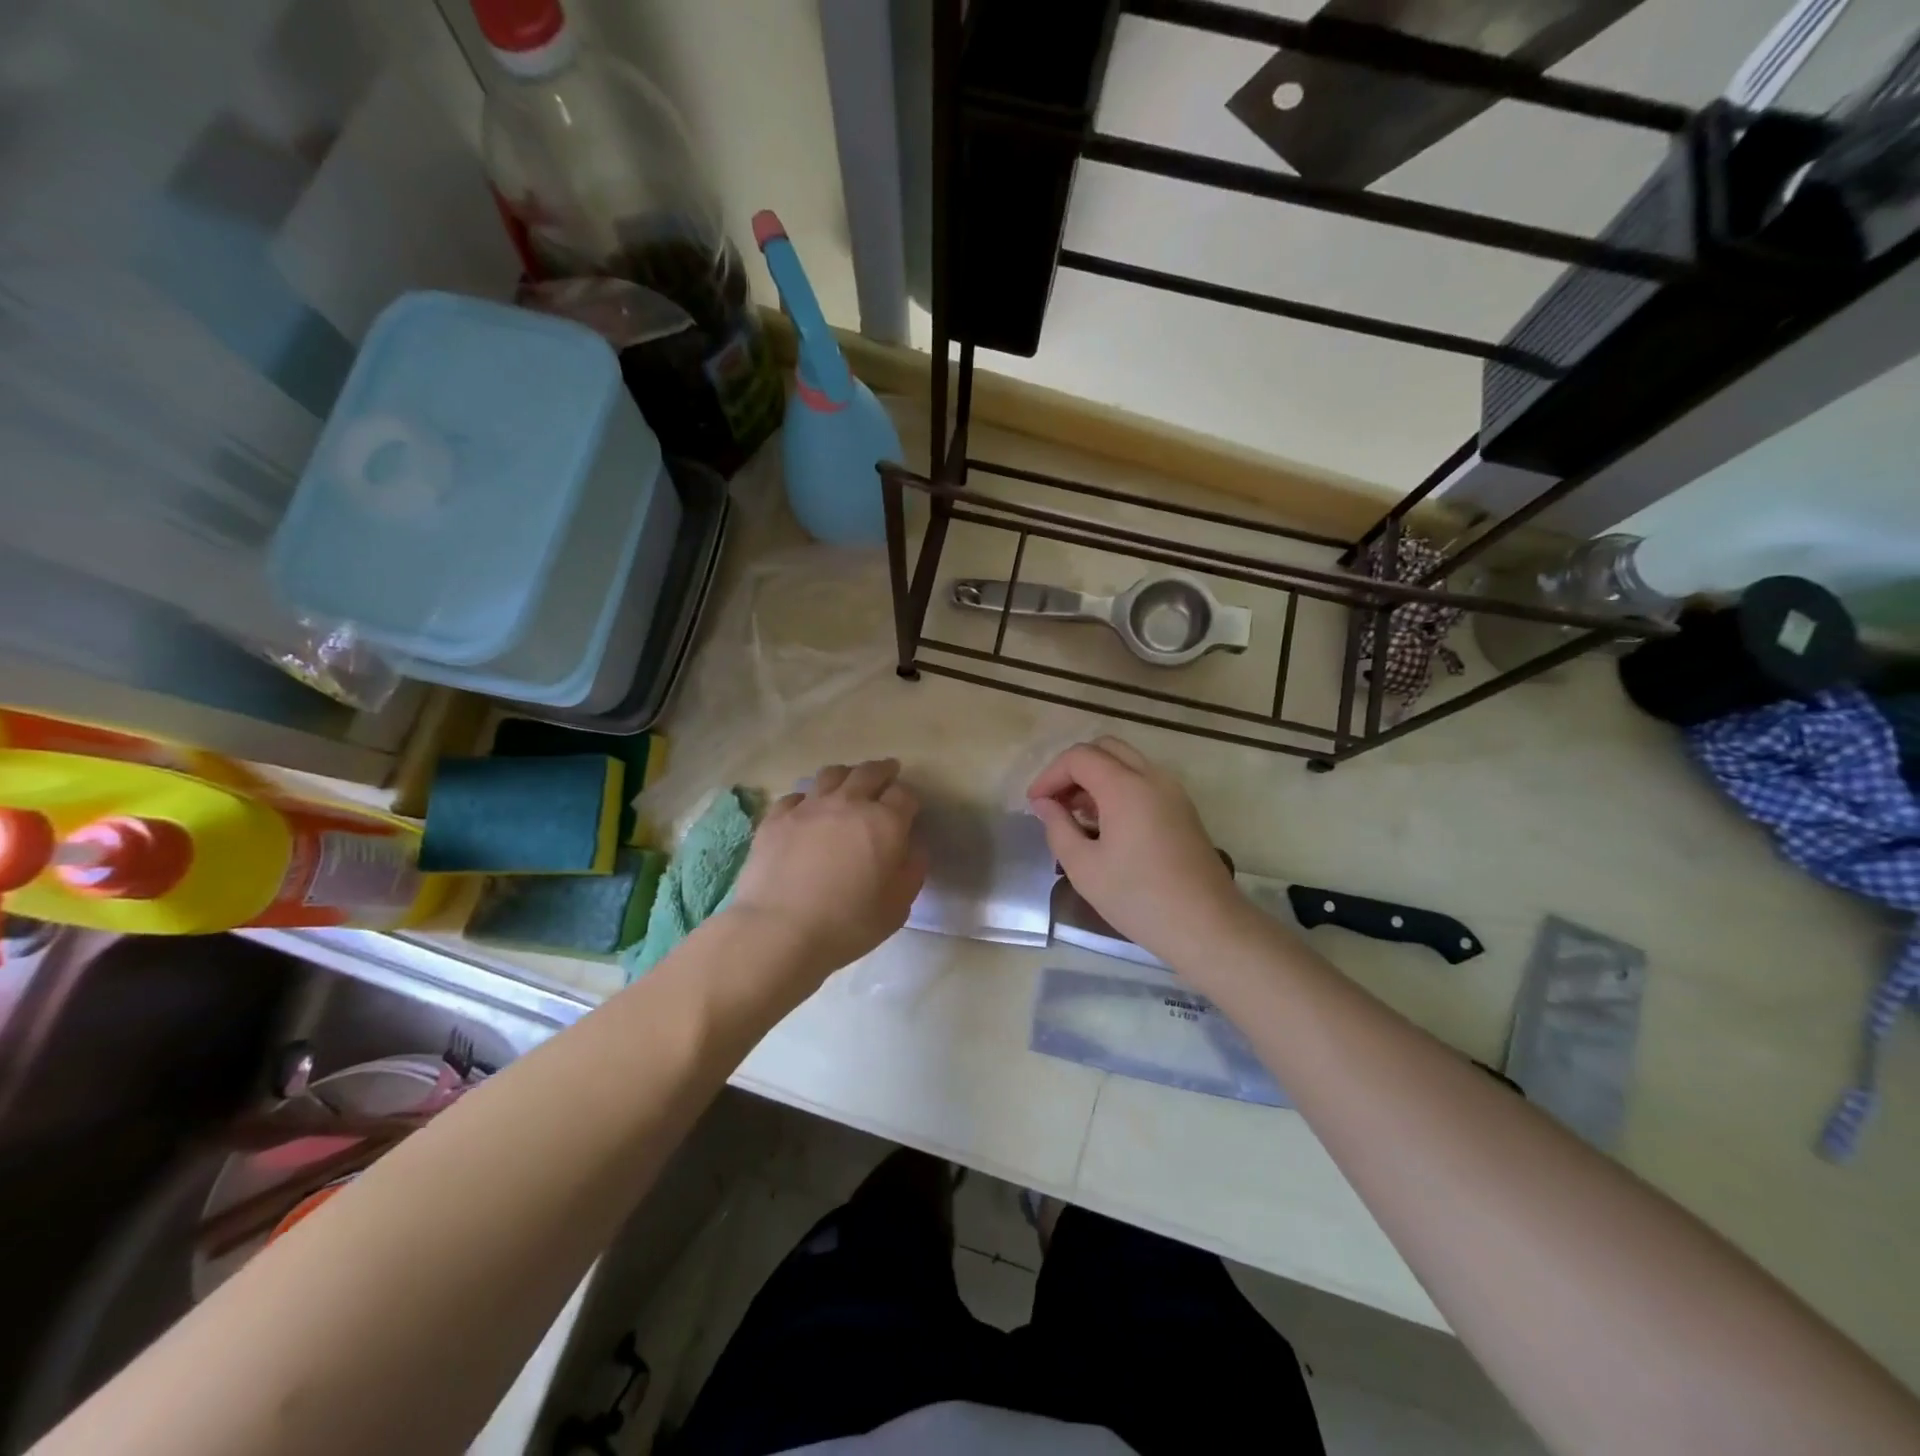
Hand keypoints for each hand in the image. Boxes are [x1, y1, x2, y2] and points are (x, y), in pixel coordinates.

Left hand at [729, 759, 926, 979]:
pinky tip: (807, 809)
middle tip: (887, 773)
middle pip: (869, 772)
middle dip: (883, 771)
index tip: (909, 810)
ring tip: (849, 782)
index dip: (909, 799)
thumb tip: (913, 845)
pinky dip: (808, 798)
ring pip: (832, 774)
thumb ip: (912, 870)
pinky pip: (796, 795)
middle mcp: (849, 803)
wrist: (779, 930)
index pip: (904, 794)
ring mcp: (809, 806)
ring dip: (846, 775)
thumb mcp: (897, 906)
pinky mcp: (776, 818)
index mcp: (885, 822)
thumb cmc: (847, 924)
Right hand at [1027, 737, 1247, 965]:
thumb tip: (1044, 804)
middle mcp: (1152, 777)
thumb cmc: (1138, 898)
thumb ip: (1058, 827)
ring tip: (1076, 816)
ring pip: (1126, 763)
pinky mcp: (1183, 809)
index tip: (1035, 804)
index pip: (1079, 757)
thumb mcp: (1084, 867)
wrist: (1207, 926)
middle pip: (1105, 749)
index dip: (1050, 775)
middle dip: (1073, 769)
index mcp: (1125, 786)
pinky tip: (1106, 825)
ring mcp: (1173, 791)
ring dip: (1097, 778)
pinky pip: (1144, 781)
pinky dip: (1118, 788)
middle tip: (1055, 803)